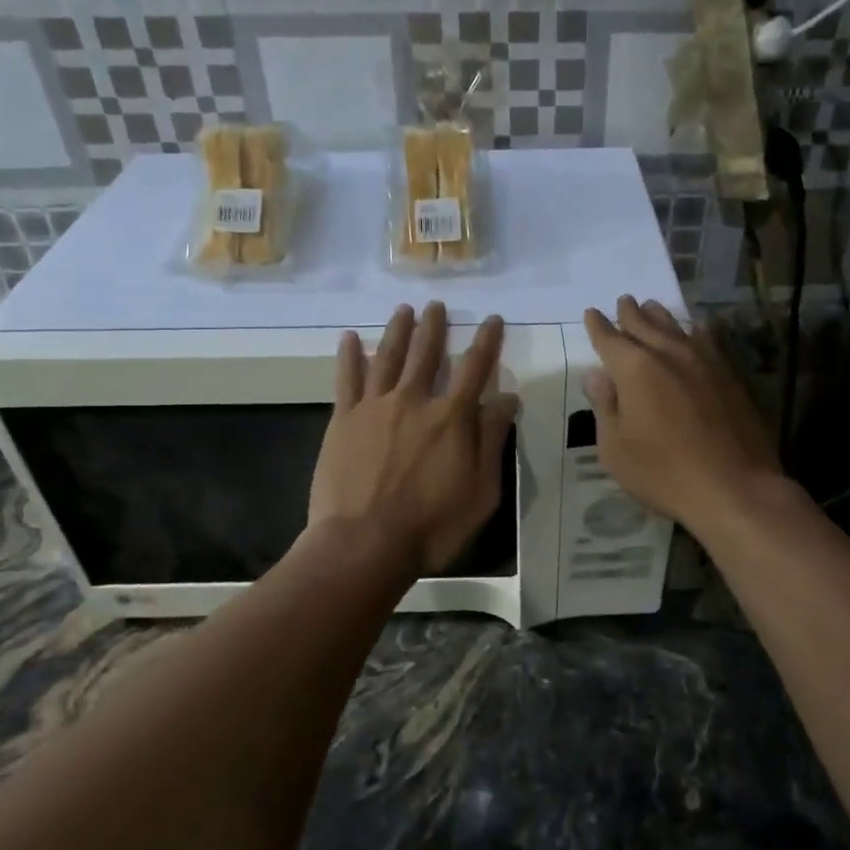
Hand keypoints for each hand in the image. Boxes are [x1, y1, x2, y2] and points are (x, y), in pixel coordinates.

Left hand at [308, 302, 519, 573]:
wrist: (364, 544)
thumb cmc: (432, 525)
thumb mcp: (482, 491)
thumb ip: (492, 440)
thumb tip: (506, 397)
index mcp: (451, 417)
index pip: (474, 368)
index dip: (486, 341)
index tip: (492, 319)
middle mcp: (414, 400)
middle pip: (426, 353)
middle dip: (434, 326)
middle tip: (436, 305)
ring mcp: (375, 407)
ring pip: (388, 356)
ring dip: (398, 330)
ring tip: (404, 310)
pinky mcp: (343, 420)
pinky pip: (347, 379)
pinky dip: (349, 356)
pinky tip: (350, 338)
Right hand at [582, 296, 781, 533]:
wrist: (734, 487)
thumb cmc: (663, 472)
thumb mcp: (615, 447)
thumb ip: (605, 406)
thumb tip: (596, 375)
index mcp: (635, 369)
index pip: (610, 339)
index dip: (598, 326)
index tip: (591, 313)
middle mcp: (669, 354)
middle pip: (645, 324)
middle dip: (630, 313)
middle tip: (624, 301)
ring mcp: (704, 362)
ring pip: (677, 327)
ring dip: (661, 316)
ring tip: (652, 307)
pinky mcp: (729, 375)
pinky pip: (707, 340)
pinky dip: (695, 330)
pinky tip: (696, 329)